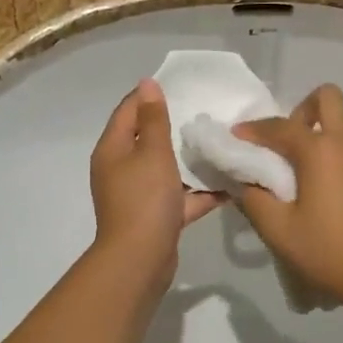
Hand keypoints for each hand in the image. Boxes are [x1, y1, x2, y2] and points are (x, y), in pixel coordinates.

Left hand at [90, 80, 220, 284]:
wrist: (140, 259)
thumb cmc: (144, 199)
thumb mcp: (152, 152)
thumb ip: (154, 119)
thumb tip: (147, 84)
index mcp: (113, 150)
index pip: (128, 111)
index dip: (150, 96)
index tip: (182, 86)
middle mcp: (121, 170)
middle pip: (148, 141)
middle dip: (176, 128)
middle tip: (206, 113)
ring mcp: (139, 196)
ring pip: (167, 170)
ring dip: (191, 161)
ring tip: (220, 144)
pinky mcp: (157, 217)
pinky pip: (180, 198)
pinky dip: (200, 192)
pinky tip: (229, 184)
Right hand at [233, 85, 342, 314]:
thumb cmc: (330, 252)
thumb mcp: (279, 232)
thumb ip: (255, 201)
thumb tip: (247, 184)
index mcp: (321, 151)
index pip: (280, 126)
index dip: (254, 129)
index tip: (238, 138)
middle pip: (328, 98)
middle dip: (303, 111)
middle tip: (289, 145)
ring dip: (326, 141)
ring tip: (313, 181)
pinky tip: (340, 198)